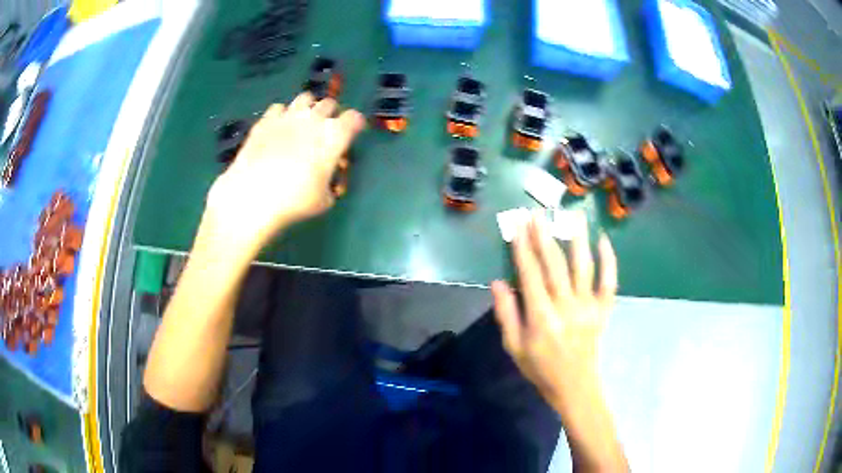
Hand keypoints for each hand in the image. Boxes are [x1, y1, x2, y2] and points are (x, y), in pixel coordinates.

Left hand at [202, 93, 365, 253]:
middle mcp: (314, 119)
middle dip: (331, 115)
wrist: (253, 196)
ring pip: (305, 98)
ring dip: (308, 108)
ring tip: (303, 123)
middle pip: (330, 104)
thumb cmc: (295, 201)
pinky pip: (279, 108)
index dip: (355, 124)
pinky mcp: (265, 120)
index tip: (353, 133)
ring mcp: (288, 116)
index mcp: (335, 136)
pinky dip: (282, 115)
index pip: (354, 118)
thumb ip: (331, 182)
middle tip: (326, 131)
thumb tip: (328, 175)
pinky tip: (278, 129)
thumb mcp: (325, 200)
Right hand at [491, 211, 616, 410]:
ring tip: (571, 215)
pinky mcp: (603, 309)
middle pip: (555, 263)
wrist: (574, 386)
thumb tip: (497, 282)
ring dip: (577, 238)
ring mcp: (588, 306)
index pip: (530, 273)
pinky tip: (603, 240)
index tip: (516, 226)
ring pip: (584, 265)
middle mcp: (566, 306)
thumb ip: (506, 314)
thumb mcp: (514, 347)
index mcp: (541, 316)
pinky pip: (609, 281)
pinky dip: (609, 260)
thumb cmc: (540, 368)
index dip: (522, 247)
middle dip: (543, 236)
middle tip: (535, 214)